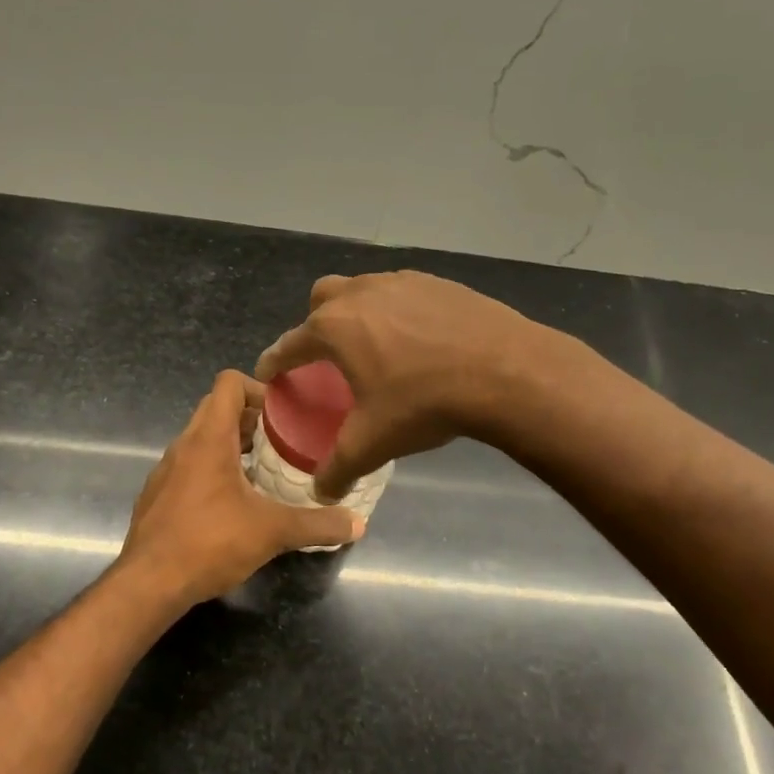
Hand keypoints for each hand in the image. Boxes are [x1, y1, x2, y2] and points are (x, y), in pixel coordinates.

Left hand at [119, 371, 363, 610]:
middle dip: (251, 419)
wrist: (148, 584)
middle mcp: (183, 445)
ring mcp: (166, 470)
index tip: (284, 414)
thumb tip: (358, 525)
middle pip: (216, 409)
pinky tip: (233, 505)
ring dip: (232, 446)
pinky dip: (212, 471)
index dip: (259, 388)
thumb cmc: (209, 543)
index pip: (229, 383)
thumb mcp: (272, 532)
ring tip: (263, 473)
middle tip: (282, 442)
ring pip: (201, 440)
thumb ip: (317, 525)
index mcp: (209, 438)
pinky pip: (189, 467)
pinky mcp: (157, 495)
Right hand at [256, 271, 559, 500]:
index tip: (268, 373)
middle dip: (315, 324)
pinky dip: (397, 312)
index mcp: (334, 328)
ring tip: (375, 348)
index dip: (274, 361)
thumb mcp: (373, 443)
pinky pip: (402, 292)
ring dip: (358, 313)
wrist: (505, 370)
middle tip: (328, 357)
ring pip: (363, 289)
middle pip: (321, 299)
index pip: (289, 344)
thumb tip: (320, 492)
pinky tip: (418, 341)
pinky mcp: (438, 282)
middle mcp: (360, 294)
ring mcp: (401, 281)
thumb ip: (338, 468)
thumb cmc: (424, 403)